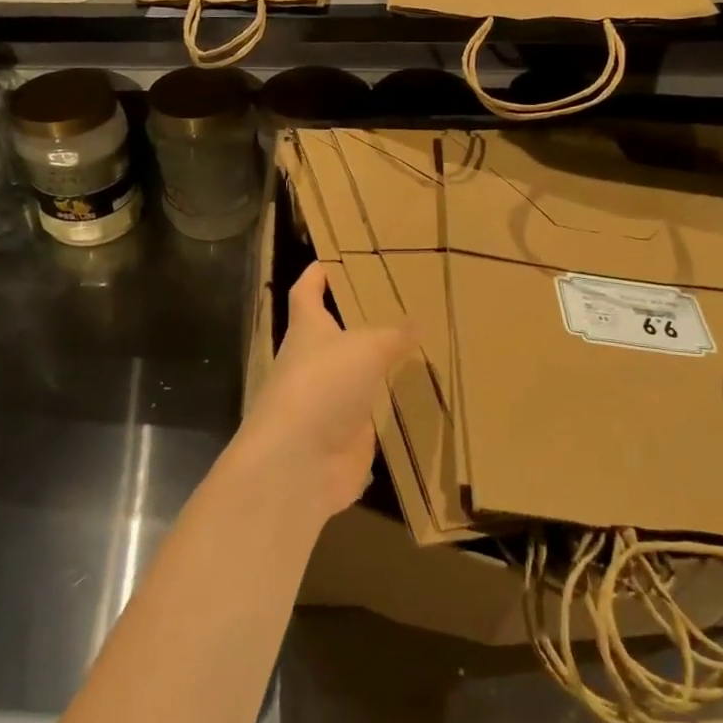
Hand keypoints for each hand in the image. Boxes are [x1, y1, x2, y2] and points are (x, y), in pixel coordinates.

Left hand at [238, 263, 412, 517]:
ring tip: (423, 346)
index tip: (331, 259)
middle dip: (361, 320)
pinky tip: (424, 397)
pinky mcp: (346, 437)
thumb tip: (417, 323)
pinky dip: (394, 407)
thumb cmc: (322, 385)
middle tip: (401, 303)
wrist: (299, 463)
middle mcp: (315, 363)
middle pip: (336, 335)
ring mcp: (329, 402)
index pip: (307, 292)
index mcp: (307, 330)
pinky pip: (375, 415)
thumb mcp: (365, 348)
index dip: (317, 275)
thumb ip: (393, 335)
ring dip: (381, 366)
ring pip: (358, 376)